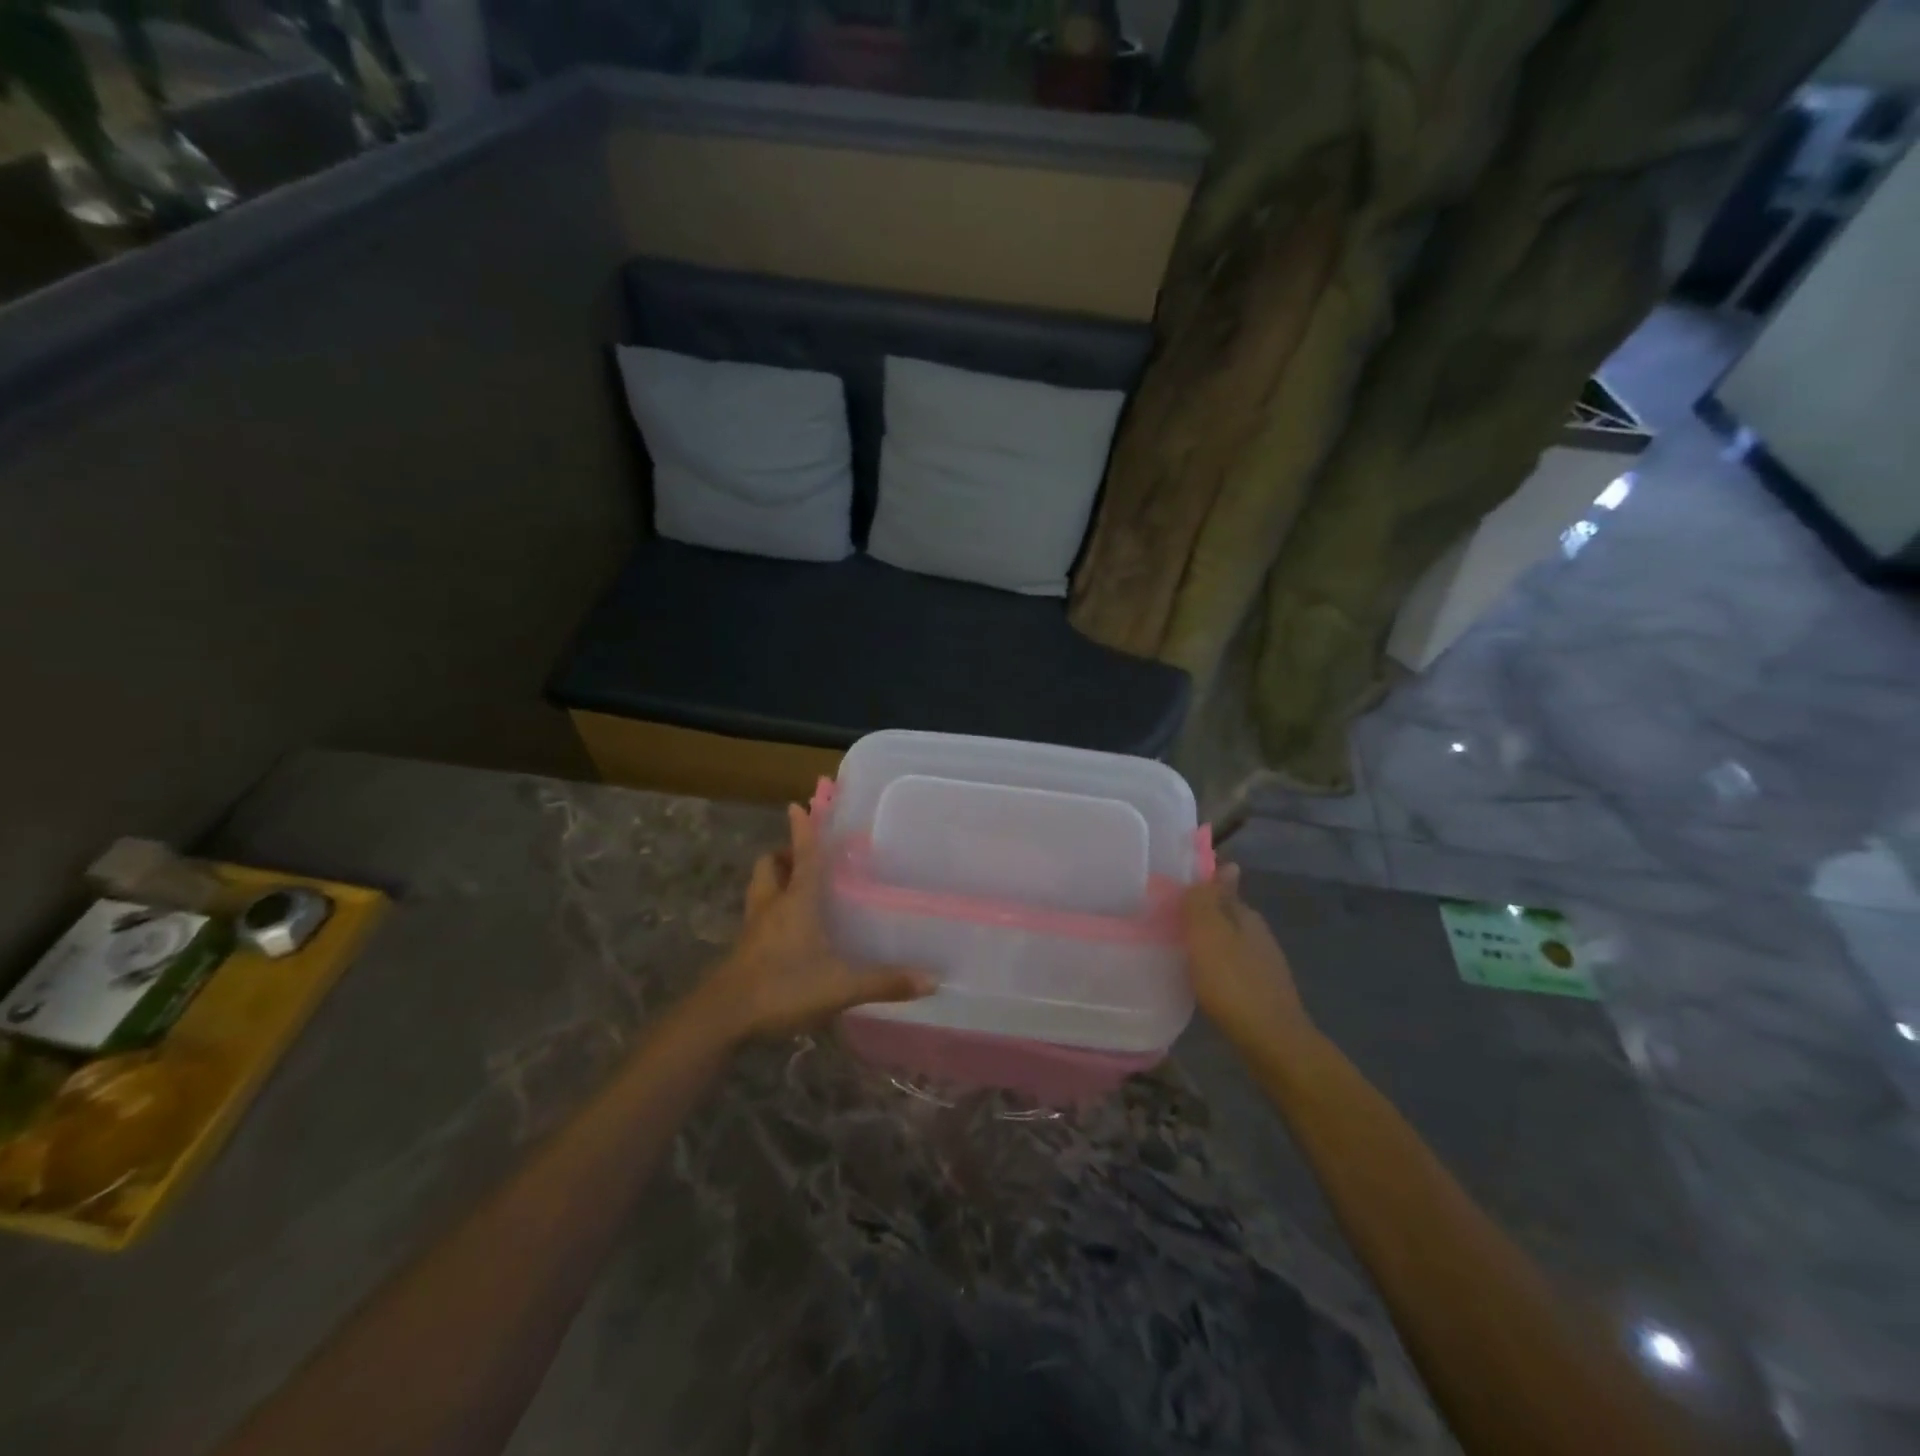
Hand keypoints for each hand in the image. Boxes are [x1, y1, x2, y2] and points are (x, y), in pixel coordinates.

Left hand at [694, 803, 933, 1042]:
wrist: (723, 1017)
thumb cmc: (783, 987)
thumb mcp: (840, 987)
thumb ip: (884, 982)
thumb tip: (932, 980)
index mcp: (796, 901)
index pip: (804, 856)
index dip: (804, 830)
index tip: (797, 805)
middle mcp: (772, 906)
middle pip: (770, 866)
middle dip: (785, 854)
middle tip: (804, 858)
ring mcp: (753, 928)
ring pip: (760, 888)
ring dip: (775, 880)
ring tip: (796, 888)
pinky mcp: (743, 950)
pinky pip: (757, 916)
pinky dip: (771, 911)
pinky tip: (788, 931)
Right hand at [1181, 865, 1314, 1049]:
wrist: (1272, 1043)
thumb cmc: (1233, 984)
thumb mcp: (1209, 935)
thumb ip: (1208, 900)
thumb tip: (1225, 862)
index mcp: (1245, 915)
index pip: (1218, 888)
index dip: (1194, 889)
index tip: (1166, 894)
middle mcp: (1256, 933)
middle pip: (1221, 915)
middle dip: (1196, 915)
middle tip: (1160, 921)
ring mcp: (1261, 963)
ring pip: (1225, 941)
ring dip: (1203, 942)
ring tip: (1172, 949)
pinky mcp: (1258, 990)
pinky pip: (1228, 966)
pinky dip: (1211, 966)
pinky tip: (1196, 977)